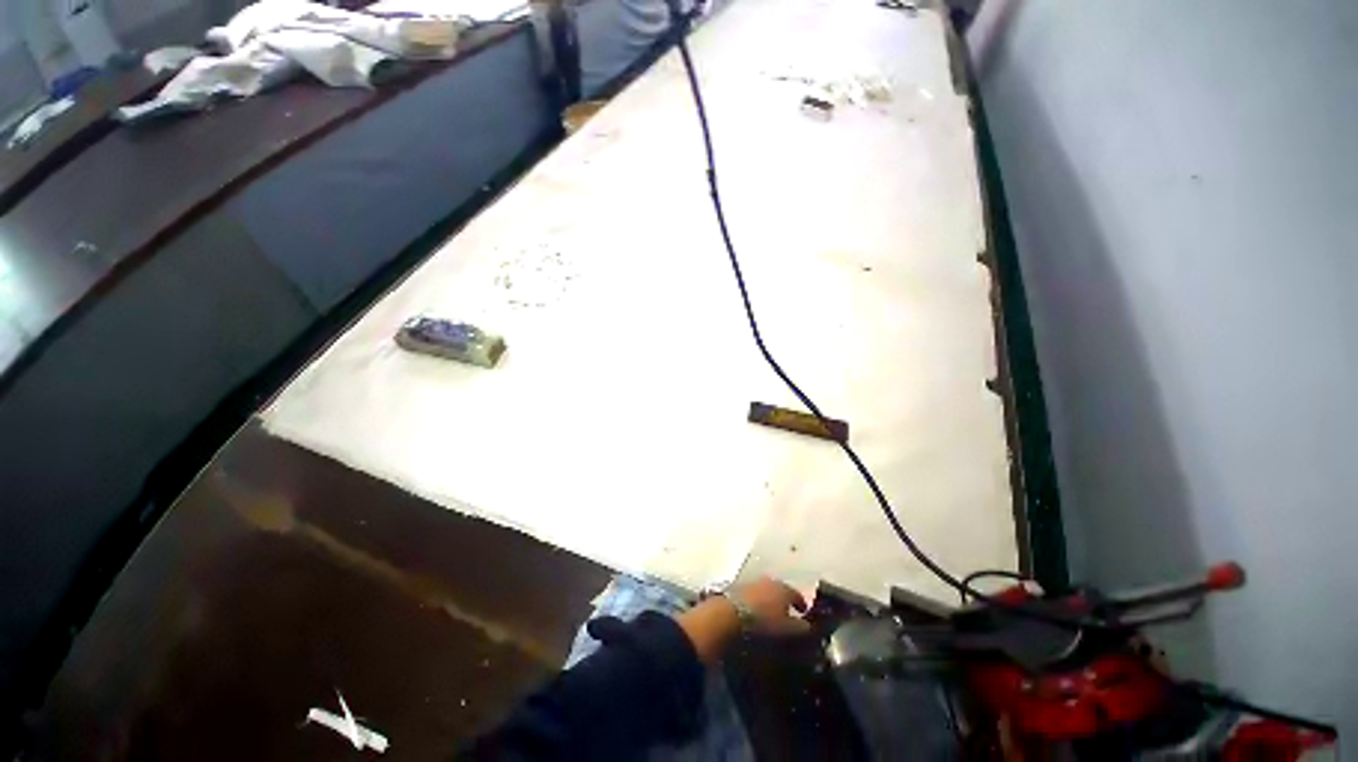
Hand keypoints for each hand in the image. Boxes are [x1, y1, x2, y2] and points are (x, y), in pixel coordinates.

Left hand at [676, 576, 811, 661]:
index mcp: (783, 588)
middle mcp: (768, 581)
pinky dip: (755, 604)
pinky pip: (751, 597)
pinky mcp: (736, 589)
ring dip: (767, 602)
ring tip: (769, 617)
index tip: (804, 612)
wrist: (728, 616)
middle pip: (779, 589)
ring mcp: (751, 583)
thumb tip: (807, 626)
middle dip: (783, 600)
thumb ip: (799, 627)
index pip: (796, 593)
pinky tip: (754, 615)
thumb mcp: (787, 630)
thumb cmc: (763, 623)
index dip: (801, 603)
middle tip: (786, 615)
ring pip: (764, 592)